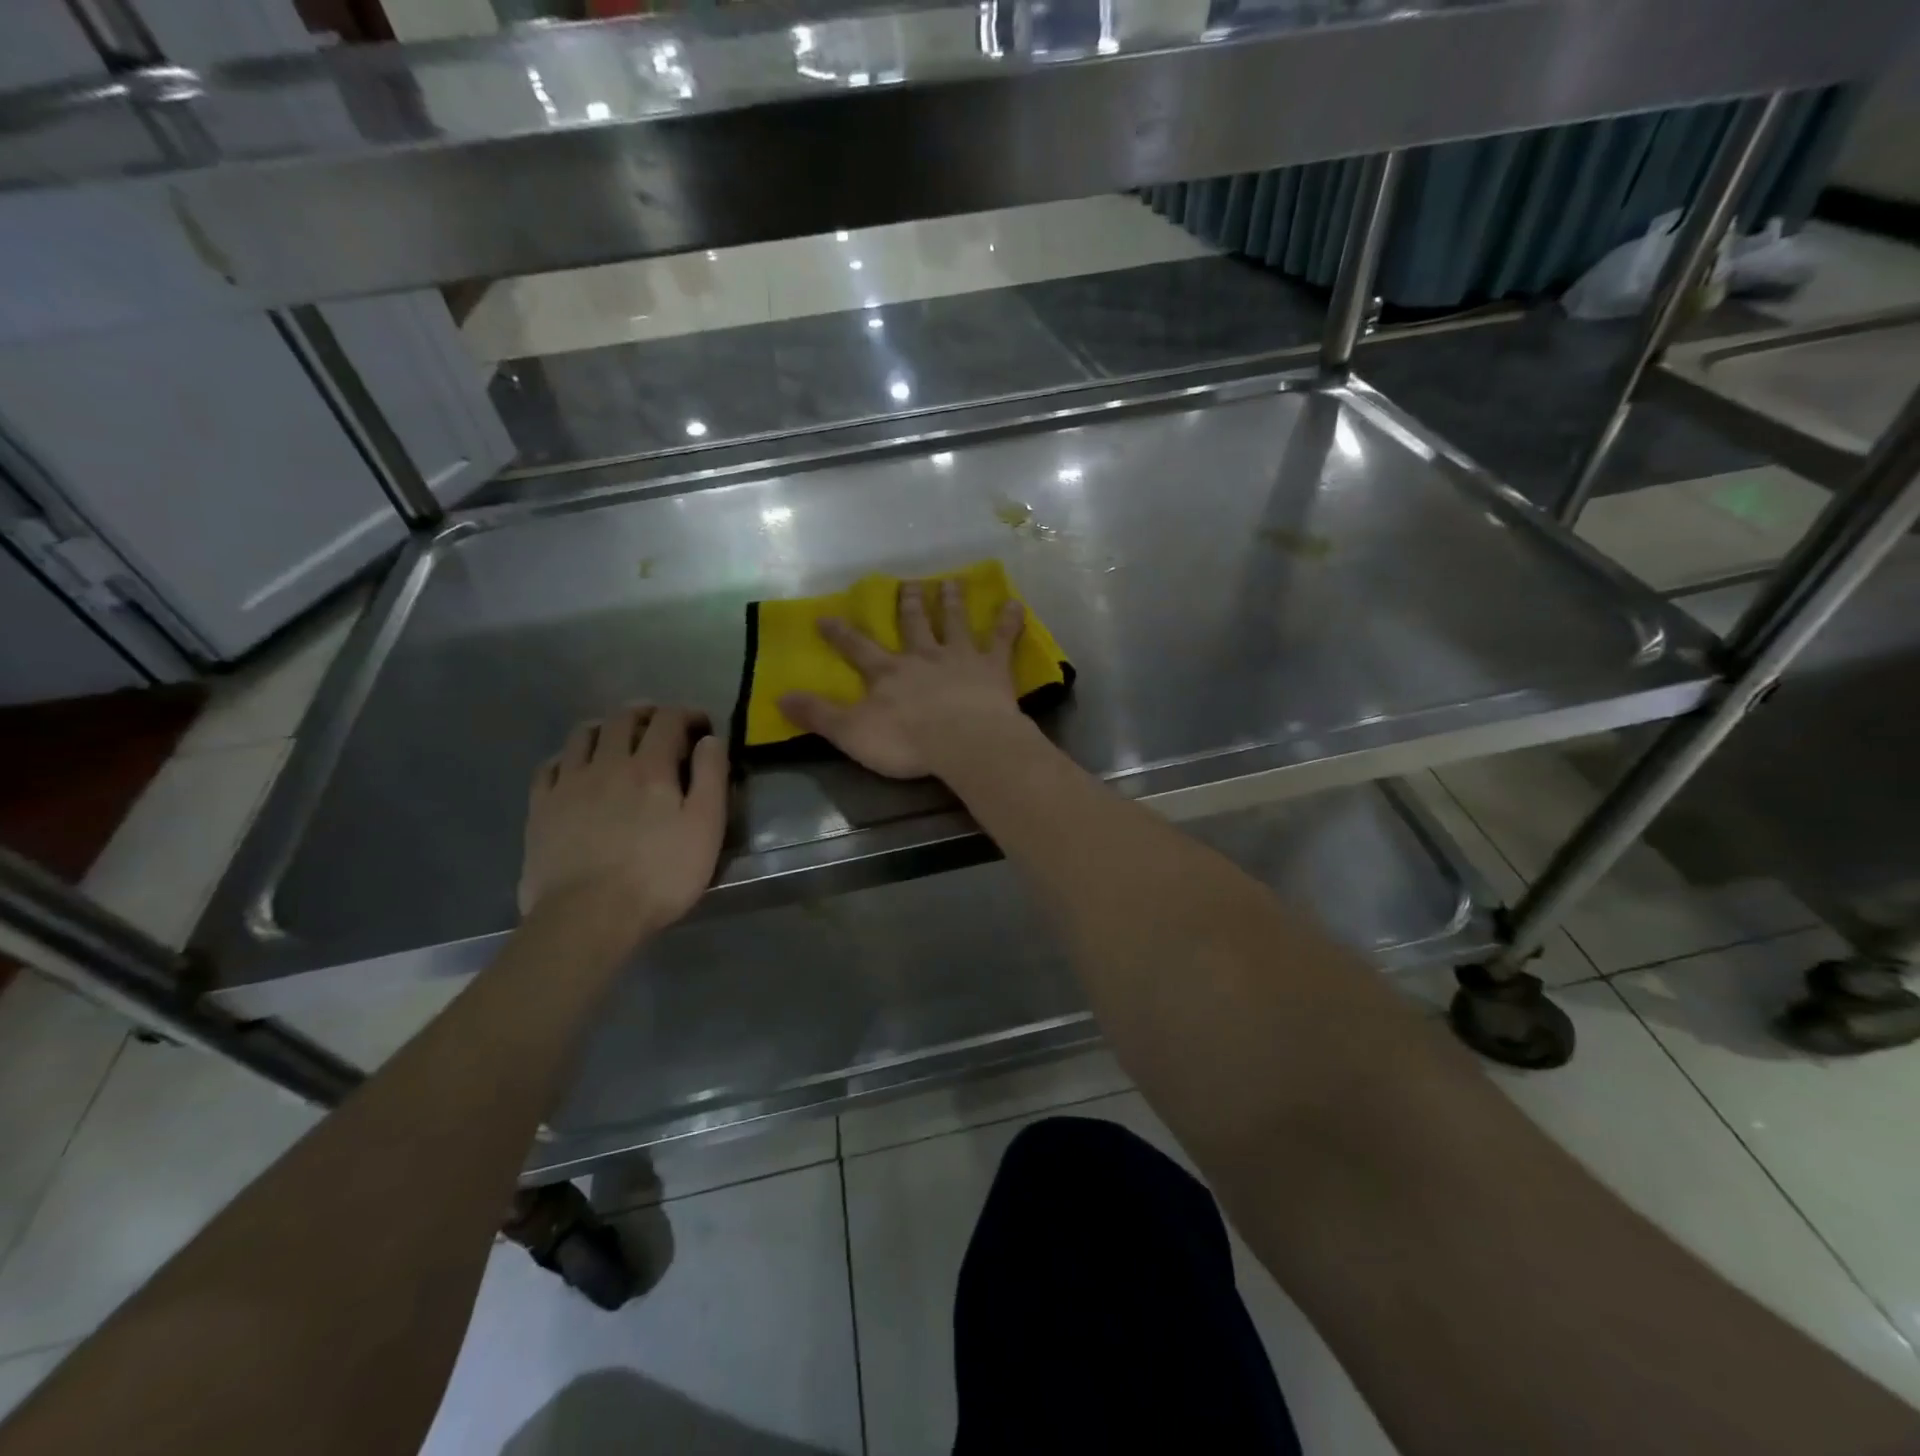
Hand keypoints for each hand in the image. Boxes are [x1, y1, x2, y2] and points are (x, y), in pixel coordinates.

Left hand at [518, 704, 727, 946]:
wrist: (588, 917)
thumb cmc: (660, 876)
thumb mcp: (706, 828)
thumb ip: (711, 777)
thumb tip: (710, 739)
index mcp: (651, 767)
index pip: (668, 720)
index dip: (688, 714)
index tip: (702, 726)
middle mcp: (607, 763)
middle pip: (622, 718)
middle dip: (646, 713)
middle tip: (662, 725)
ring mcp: (568, 783)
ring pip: (583, 734)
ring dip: (605, 727)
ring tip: (618, 739)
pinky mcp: (541, 808)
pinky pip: (551, 765)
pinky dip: (569, 756)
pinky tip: (577, 768)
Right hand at [780, 579, 1028, 779]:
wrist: (963, 742)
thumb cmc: (906, 742)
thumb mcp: (851, 733)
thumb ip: (818, 715)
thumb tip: (779, 697)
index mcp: (888, 673)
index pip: (857, 648)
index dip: (840, 633)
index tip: (826, 616)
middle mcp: (922, 656)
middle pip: (913, 624)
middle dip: (908, 604)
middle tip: (909, 583)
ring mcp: (959, 658)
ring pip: (953, 622)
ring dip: (951, 602)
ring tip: (951, 582)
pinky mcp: (992, 668)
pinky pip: (1002, 640)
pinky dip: (1009, 622)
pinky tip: (1015, 605)